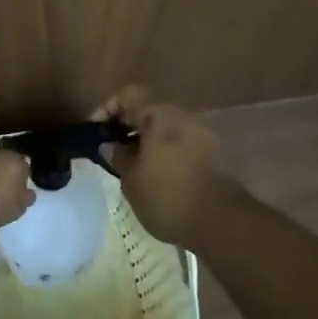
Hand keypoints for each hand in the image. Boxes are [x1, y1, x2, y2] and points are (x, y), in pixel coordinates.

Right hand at [94, 86, 240, 247]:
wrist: (222, 222)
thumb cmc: (168, 197)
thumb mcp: (131, 179)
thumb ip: (117, 156)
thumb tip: (112, 145)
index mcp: (160, 114)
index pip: (127, 96)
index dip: (106, 109)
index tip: (94, 132)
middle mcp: (183, 115)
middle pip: (148, 110)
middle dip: (127, 126)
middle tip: (111, 149)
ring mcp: (202, 132)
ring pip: (166, 127)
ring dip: (147, 140)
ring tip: (132, 166)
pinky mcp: (215, 153)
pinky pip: (182, 142)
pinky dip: (165, 151)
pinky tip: (157, 176)